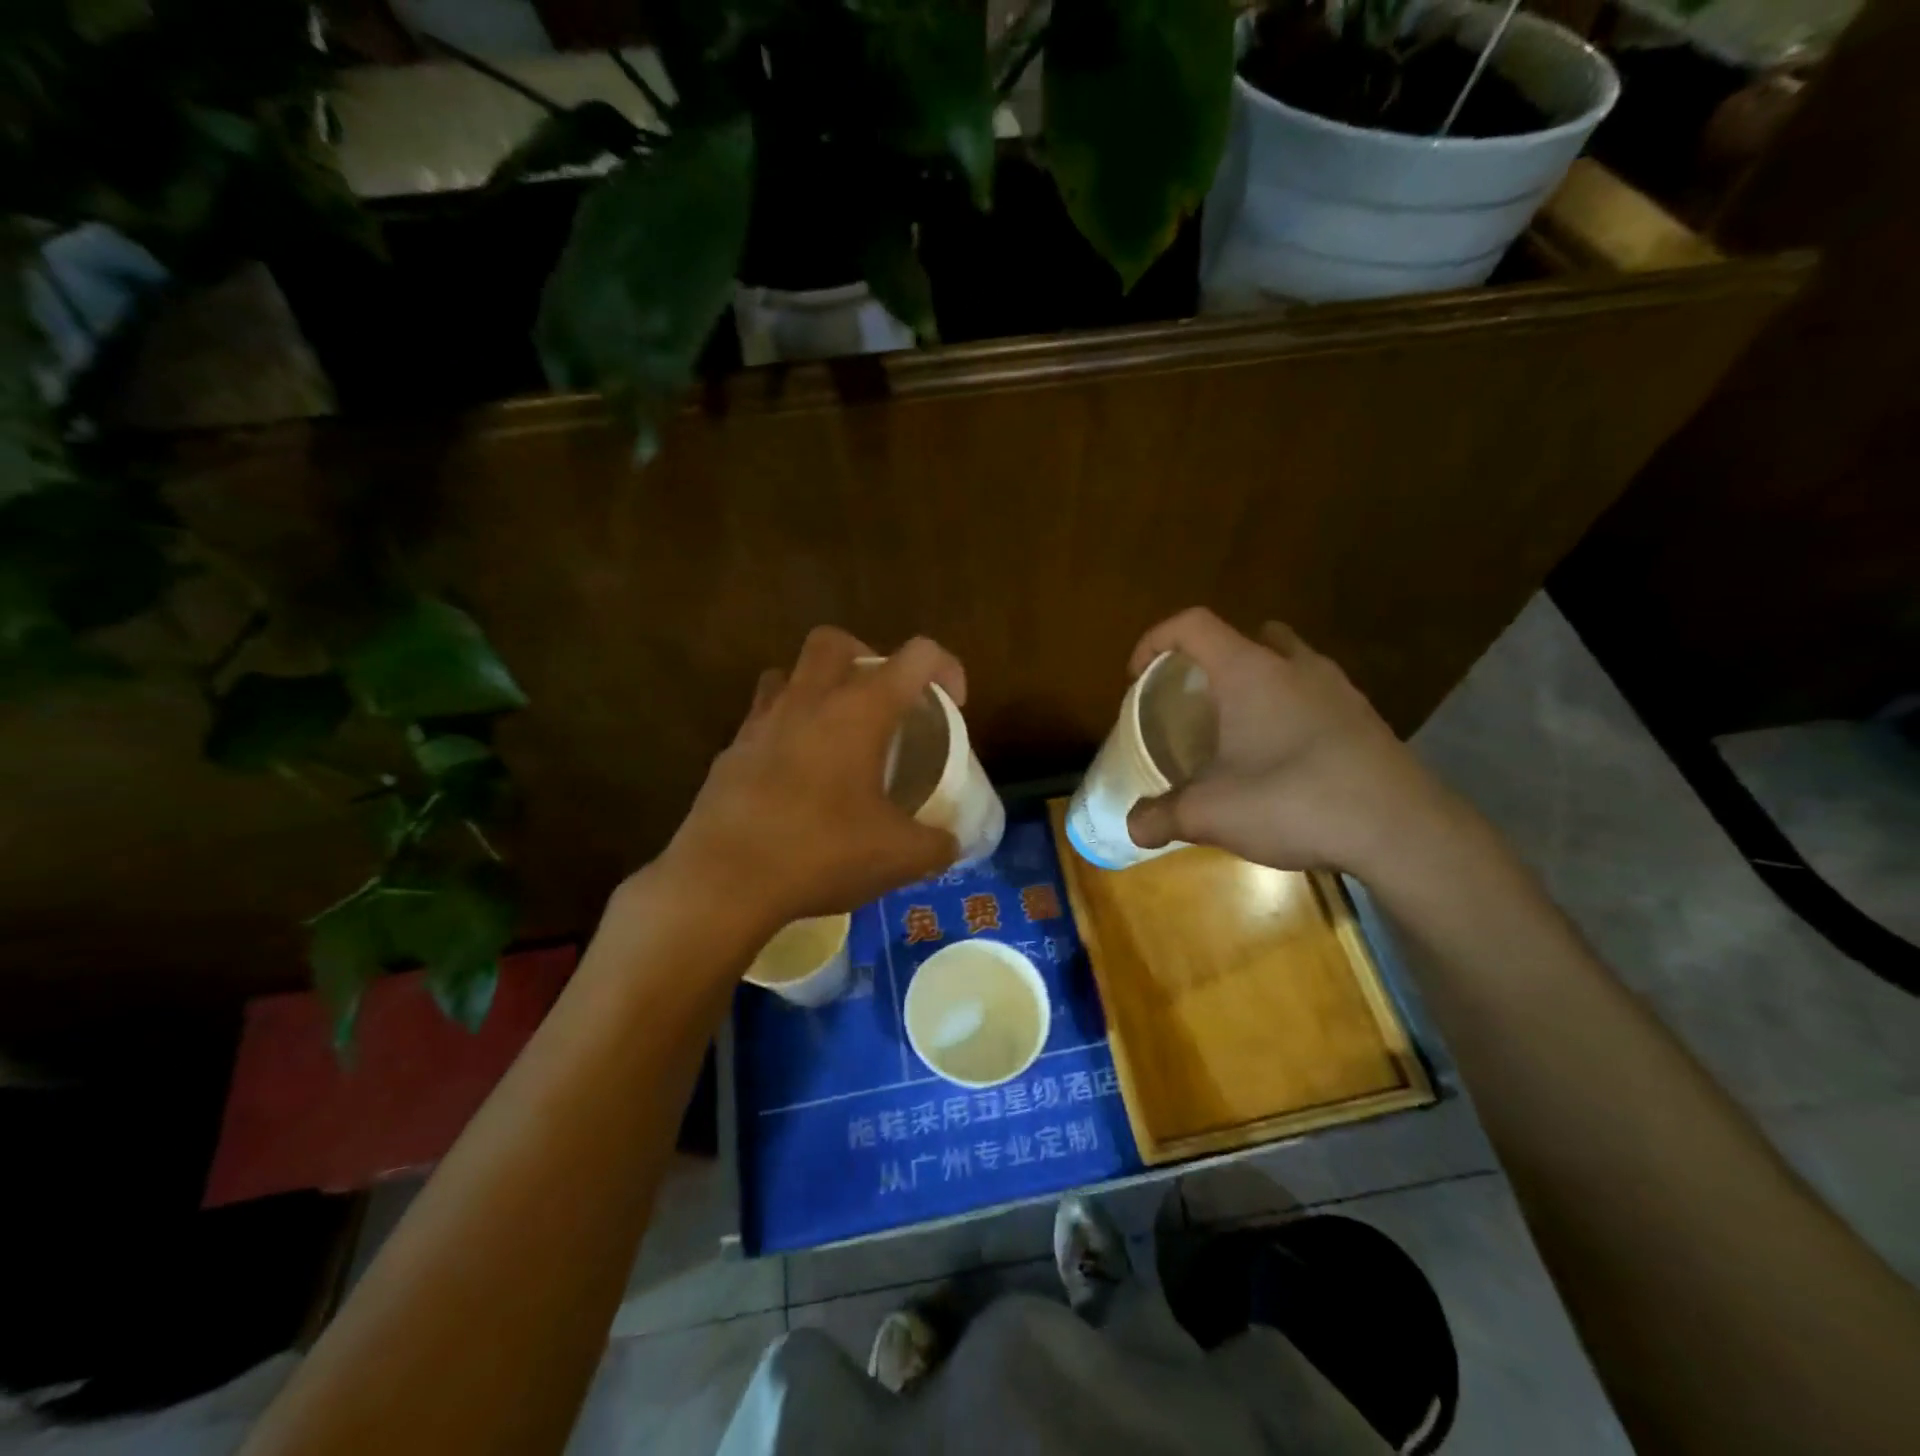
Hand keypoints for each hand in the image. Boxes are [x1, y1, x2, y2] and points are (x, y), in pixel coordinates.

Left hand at [656, 627, 965, 932]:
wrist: (723, 881)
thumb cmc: (821, 853)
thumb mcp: (899, 856)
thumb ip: (937, 844)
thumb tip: (950, 843)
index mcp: (860, 710)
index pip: (916, 656)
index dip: (945, 668)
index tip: (952, 705)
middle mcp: (809, 700)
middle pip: (836, 641)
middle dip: (867, 656)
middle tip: (884, 702)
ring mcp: (762, 722)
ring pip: (789, 673)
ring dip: (817, 687)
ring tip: (836, 731)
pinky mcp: (731, 751)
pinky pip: (762, 718)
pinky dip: (786, 731)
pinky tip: (797, 777)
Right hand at [1125, 608, 1465, 878]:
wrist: (1400, 829)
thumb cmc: (1293, 801)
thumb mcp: (1211, 813)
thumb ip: (1161, 816)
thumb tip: (1133, 826)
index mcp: (1249, 671)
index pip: (1193, 624)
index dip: (1156, 640)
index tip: (1138, 676)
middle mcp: (1295, 666)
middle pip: (1248, 635)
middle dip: (1216, 659)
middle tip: (1198, 699)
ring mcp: (1339, 690)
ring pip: (1290, 662)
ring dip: (1260, 682)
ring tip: (1241, 731)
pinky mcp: (1366, 719)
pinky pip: (1317, 696)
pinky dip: (1293, 711)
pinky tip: (1285, 760)